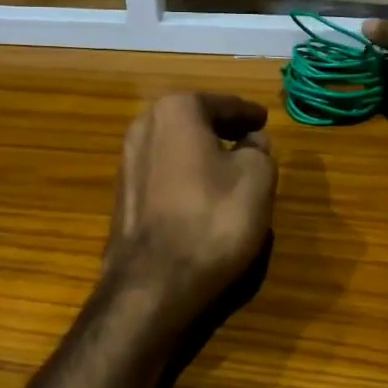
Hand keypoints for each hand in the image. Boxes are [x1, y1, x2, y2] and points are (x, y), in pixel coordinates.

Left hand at [104, 93, 276, 327]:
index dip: (248, 113)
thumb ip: (259, 149)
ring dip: (202, 154)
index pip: (223, 105)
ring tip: (230, 168)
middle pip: (194, 122)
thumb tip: (252, 141)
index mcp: (176, 110)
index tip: (264, 119)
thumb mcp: (257, 177)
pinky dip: (185, 176)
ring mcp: (126, 163)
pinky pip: (164, 175)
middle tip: (250, 139)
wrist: (154, 283)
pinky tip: (203, 195)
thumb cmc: (213, 218)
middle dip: (221, 129)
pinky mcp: (123, 197)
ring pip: (176, 148)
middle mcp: (144, 127)